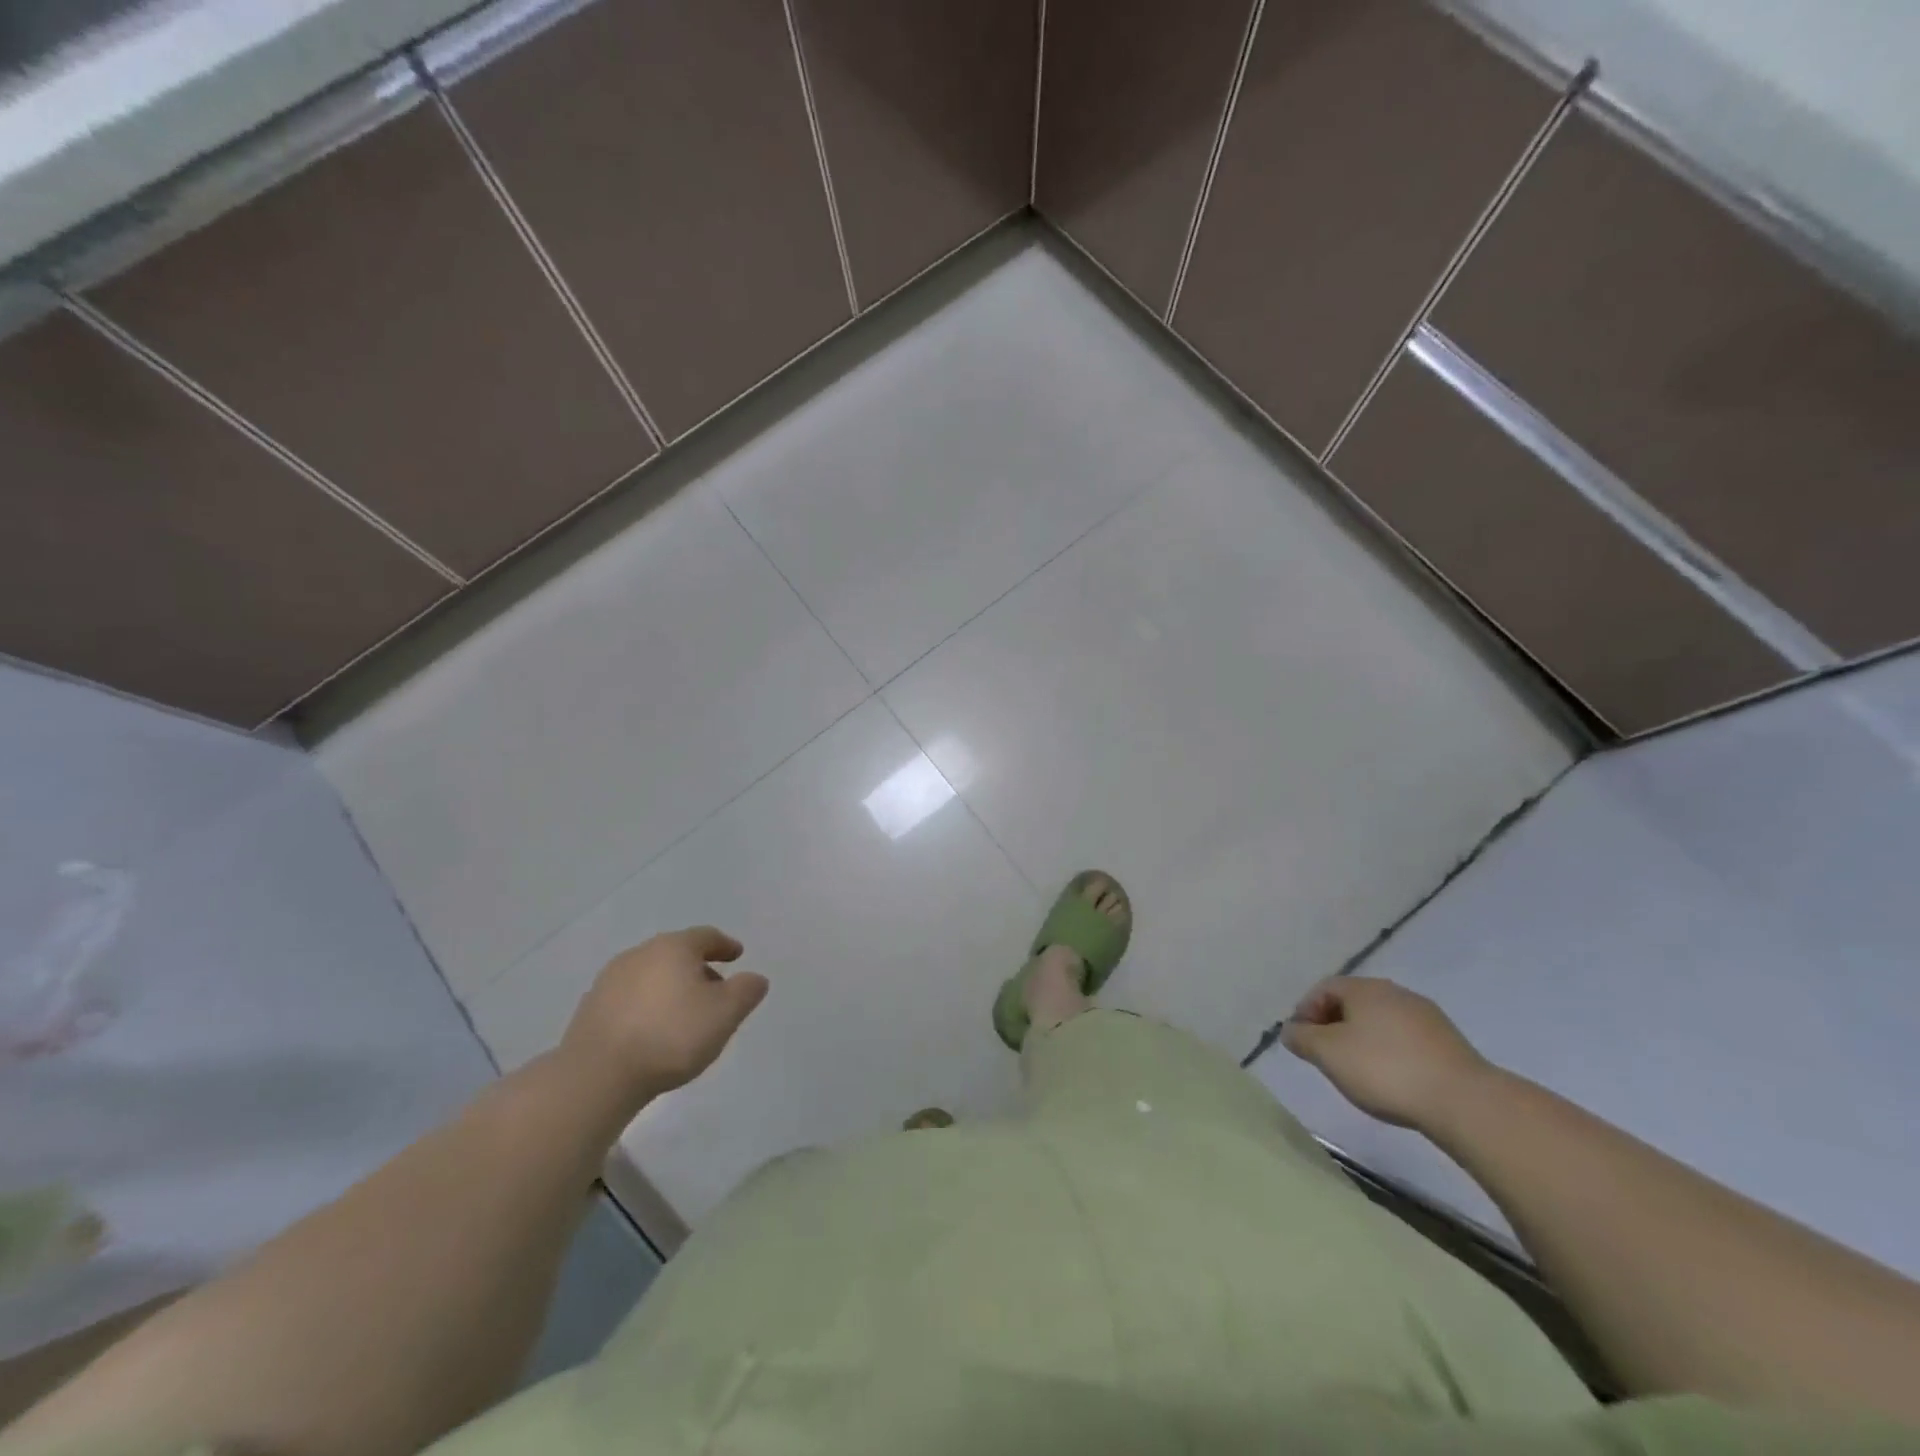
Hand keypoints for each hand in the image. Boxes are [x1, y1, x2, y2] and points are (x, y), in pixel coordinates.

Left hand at [559, 926, 767, 1106]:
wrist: (597, 1075)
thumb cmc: (671, 1036)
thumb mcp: (725, 1014)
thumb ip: (746, 991)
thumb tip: (755, 978)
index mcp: (674, 947)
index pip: (706, 936)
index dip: (725, 945)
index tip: (737, 955)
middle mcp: (640, 953)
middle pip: (676, 953)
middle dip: (698, 968)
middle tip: (715, 989)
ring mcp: (610, 980)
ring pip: (651, 974)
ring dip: (670, 987)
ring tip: (683, 1013)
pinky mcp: (591, 1008)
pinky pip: (630, 997)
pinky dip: (647, 1005)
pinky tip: (652, 1029)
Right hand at [1280, 977, 1488, 1130]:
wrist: (1464, 1101)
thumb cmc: (1384, 1070)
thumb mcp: (1328, 1054)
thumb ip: (1302, 1038)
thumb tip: (1290, 1029)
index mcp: (1364, 988)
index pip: (1324, 988)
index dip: (1306, 1011)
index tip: (1302, 1041)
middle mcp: (1395, 992)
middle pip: (1353, 1002)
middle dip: (1334, 1025)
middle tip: (1326, 1056)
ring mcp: (1426, 1016)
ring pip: (1381, 1021)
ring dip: (1363, 1039)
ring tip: (1359, 1071)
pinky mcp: (1449, 1042)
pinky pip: (1406, 1039)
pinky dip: (1390, 1052)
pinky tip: (1393, 1079)